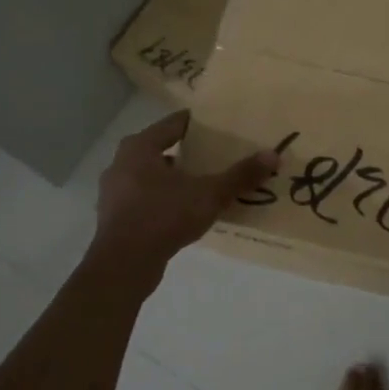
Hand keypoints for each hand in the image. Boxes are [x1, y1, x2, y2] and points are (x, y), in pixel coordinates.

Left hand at [90, 113, 278, 270]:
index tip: (222, 127)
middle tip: (218, 157)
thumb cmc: (163, 216)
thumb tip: (273, 155)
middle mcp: (122, 163)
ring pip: (153, 177)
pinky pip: (146, 200)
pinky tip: (186, 213)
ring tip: (206, 186)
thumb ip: (240, 175)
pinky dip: (165, 202)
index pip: (174, 124)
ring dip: (177, 180)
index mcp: (139, 147)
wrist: (123, 265)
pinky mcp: (116, 218)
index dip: (199, 124)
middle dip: (190, 154)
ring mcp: (115, 192)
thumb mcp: (209, 194)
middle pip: (162, 150)